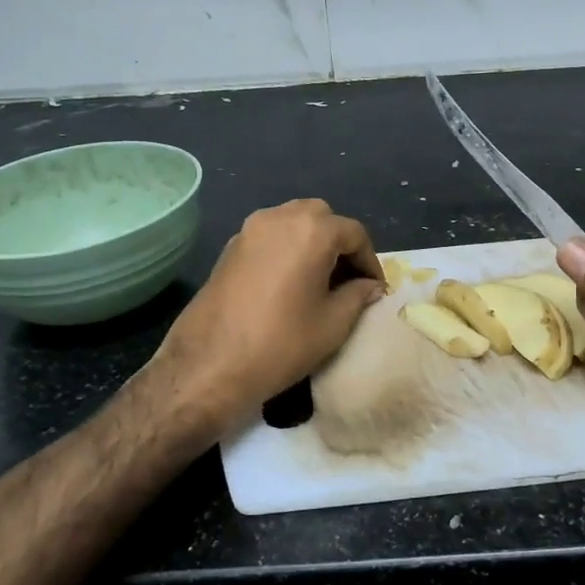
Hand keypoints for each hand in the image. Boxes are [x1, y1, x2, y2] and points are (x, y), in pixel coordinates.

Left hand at [151, 199, 383, 436]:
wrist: (209, 366)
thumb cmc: (281, 344)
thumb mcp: (333, 324)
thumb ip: (358, 296)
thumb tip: (370, 286)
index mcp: (311, 231)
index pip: (354, 233)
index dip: (370, 260)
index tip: (375, 289)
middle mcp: (279, 218)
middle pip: (322, 217)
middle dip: (340, 243)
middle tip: (349, 279)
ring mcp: (249, 230)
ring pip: (293, 222)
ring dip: (312, 242)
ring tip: (321, 280)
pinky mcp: (229, 248)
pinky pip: (270, 236)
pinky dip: (287, 248)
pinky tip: (290, 282)